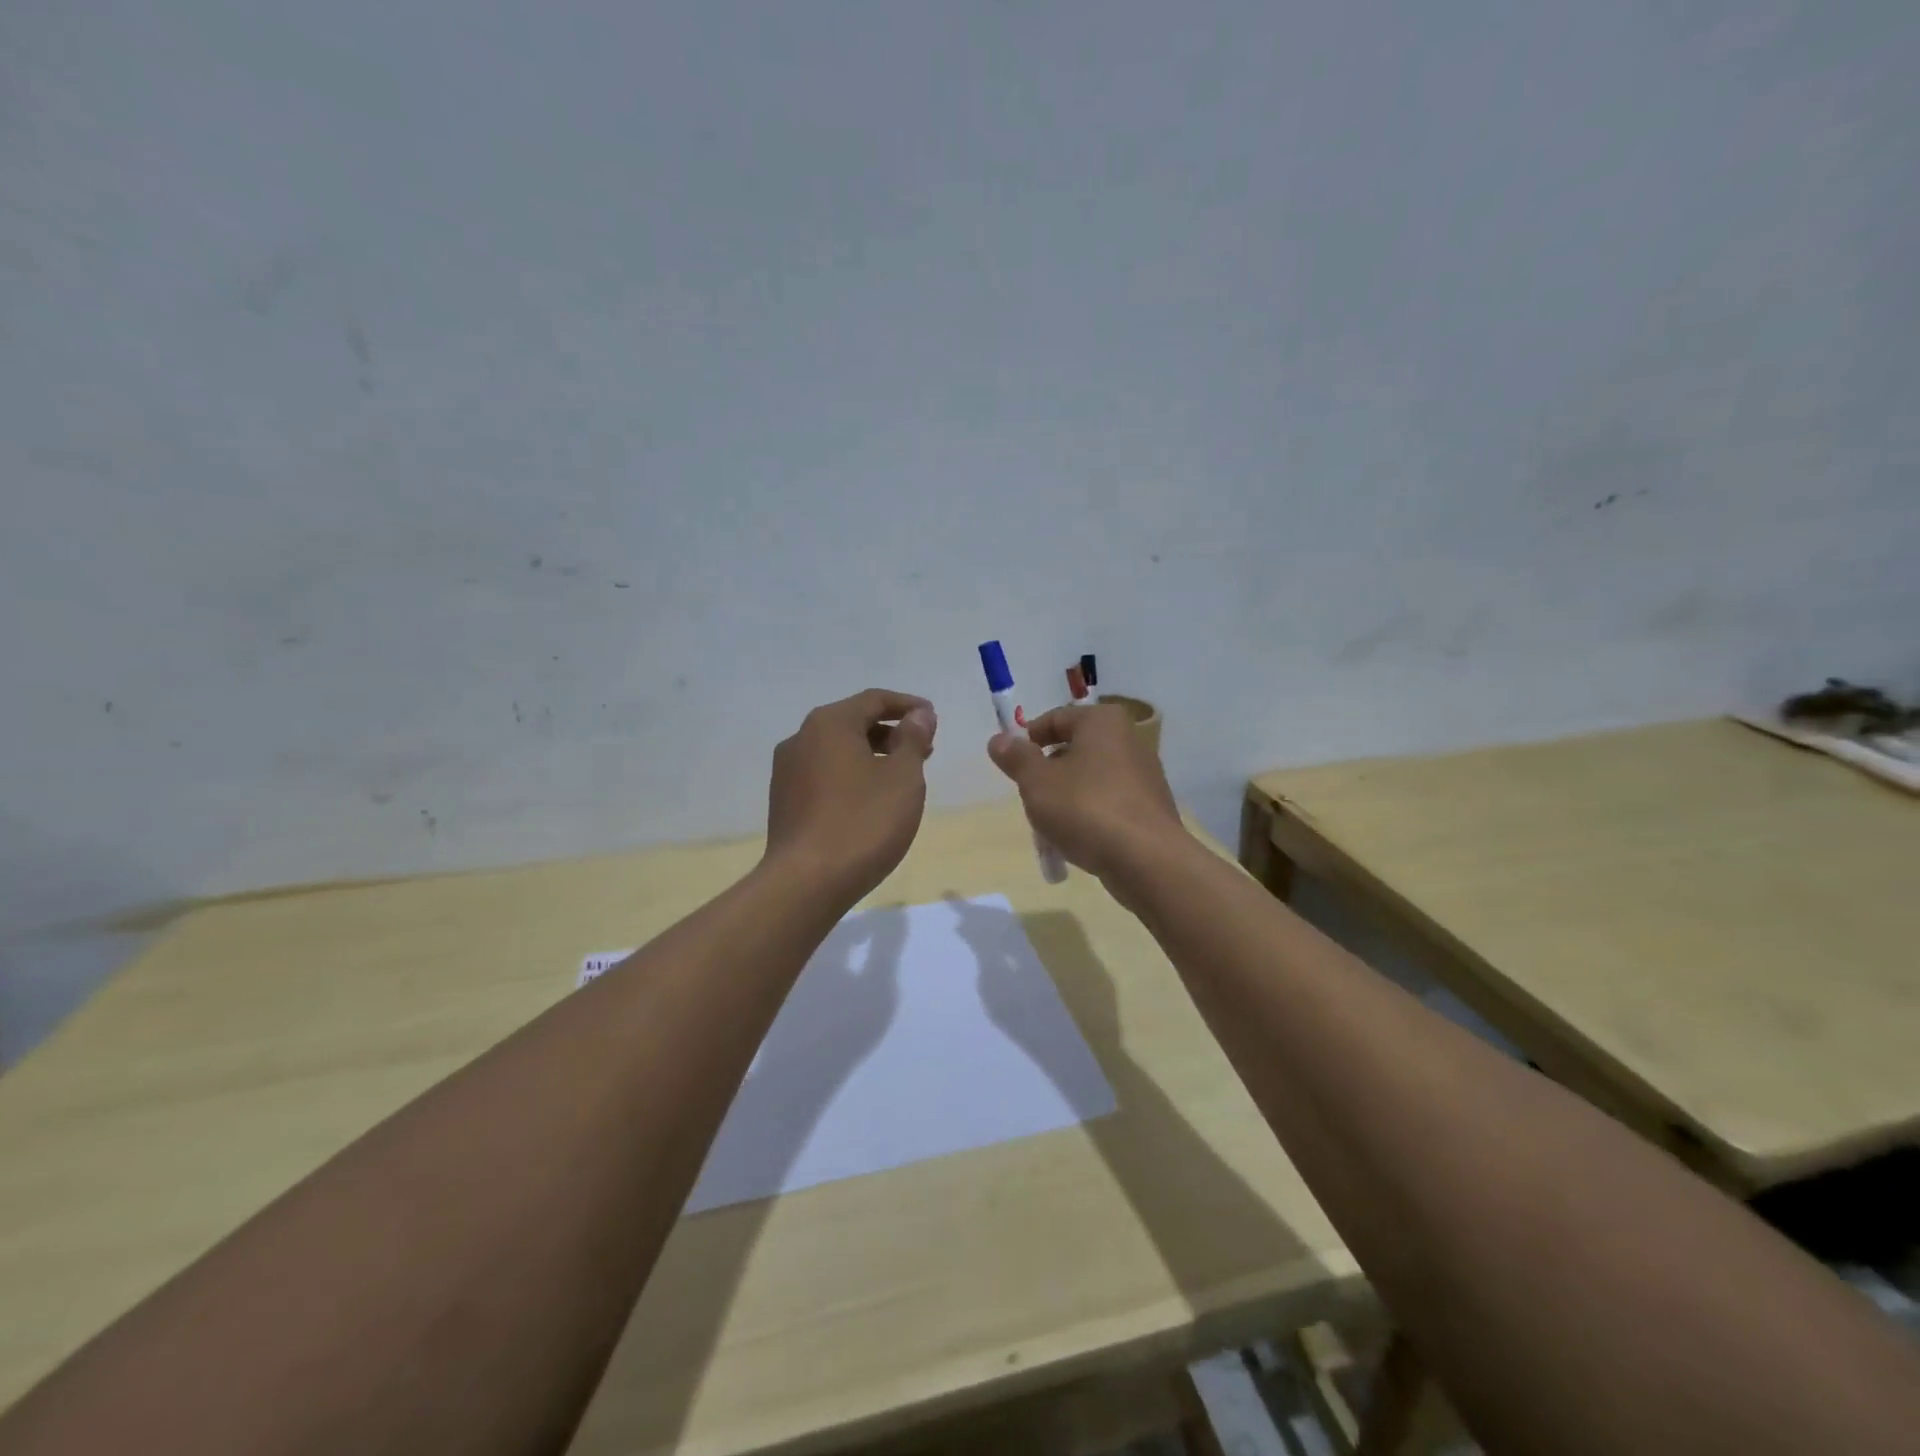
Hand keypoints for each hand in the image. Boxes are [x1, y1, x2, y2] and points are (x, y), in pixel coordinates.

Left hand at [766, 689, 937, 900]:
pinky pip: (824, 774)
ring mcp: (786, 771)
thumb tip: (919, 715)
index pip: (874, 700)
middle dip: (891, 732)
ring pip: (837, 750)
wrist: (806, 883)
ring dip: (872, 755)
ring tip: (901, 778)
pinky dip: (851, 775)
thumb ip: (913, 740)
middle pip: (853, 722)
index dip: (908, 706)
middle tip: (924, 750)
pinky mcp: (783, 801)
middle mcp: (801, 738)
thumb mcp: (903, 777)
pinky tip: (869, 801)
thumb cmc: (863, 822)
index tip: (933, 718)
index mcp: (829, 724)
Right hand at [987, 704, 1186, 882]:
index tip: (1012, 766)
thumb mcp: (1037, 782)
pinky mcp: (1150, 807)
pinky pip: (1109, 803)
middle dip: (1047, 774)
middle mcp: (1129, 739)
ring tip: (1050, 828)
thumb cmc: (1085, 808)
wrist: (1145, 860)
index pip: (1056, 718)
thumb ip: (1016, 758)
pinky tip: (1077, 842)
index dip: (1028, 740)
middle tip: (1030, 799)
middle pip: (1074, 750)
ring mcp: (1144, 775)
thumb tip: (999, 740)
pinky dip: (1089, 816)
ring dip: (1066, 799)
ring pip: (1090, 779)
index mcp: (1102, 721)